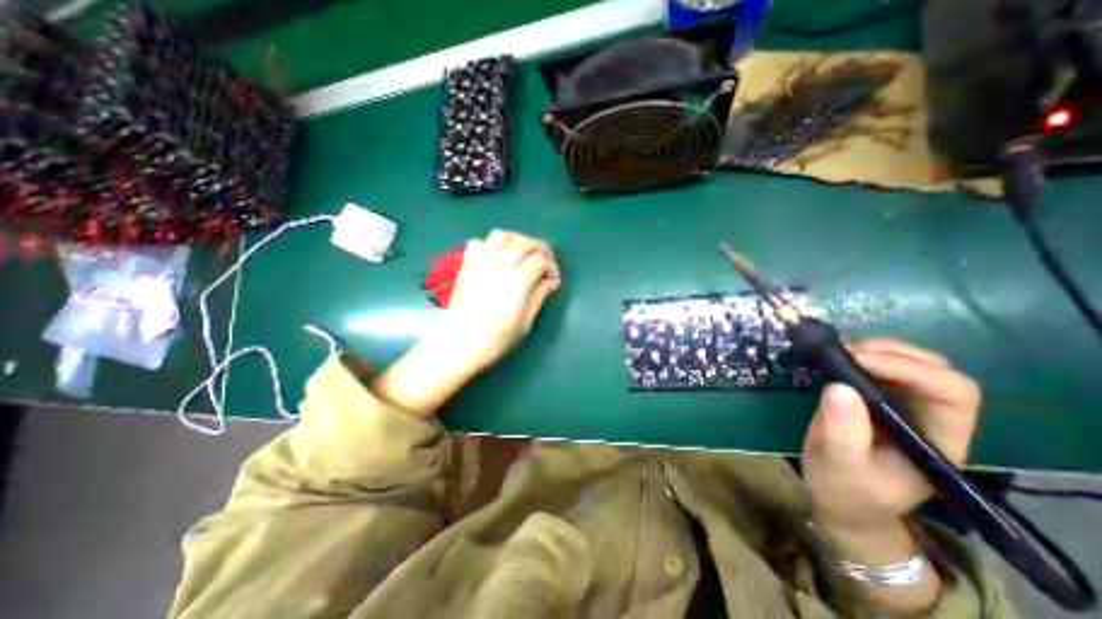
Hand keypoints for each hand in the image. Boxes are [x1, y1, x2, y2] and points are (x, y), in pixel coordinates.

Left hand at [441, 227, 559, 369]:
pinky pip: (478, 243)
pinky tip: (495, 257)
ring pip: (501, 236)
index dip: (551, 267)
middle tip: (545, 261)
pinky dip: (489, 245)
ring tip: (521, 252)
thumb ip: (539, 296)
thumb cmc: (497, 336)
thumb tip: (551, 282)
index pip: (540, 260)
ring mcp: (482, 261)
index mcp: (518, 279)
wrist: (461, 340)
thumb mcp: (525, 321)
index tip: (553, 279)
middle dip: (539, 248)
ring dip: (515, 240)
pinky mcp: (467, 264)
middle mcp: (501, 263)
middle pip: (524, 242)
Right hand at [801, 339, 979, 530]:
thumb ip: (844, 432)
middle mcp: (927, 415)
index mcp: (938, 438)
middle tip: (845, 352)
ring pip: (904, 360)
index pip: (951, 392)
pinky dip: (854, 353)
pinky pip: (873, 365)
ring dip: (872, 348)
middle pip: (932, 367)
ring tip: (835, 352)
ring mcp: (900, 403)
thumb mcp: (841, 465)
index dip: (911, 369)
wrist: (839, 496)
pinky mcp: (871, 396)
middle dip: (890, 352)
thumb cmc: (846, 489)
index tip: (860, 362)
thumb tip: (838, 387)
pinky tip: (832, 357)